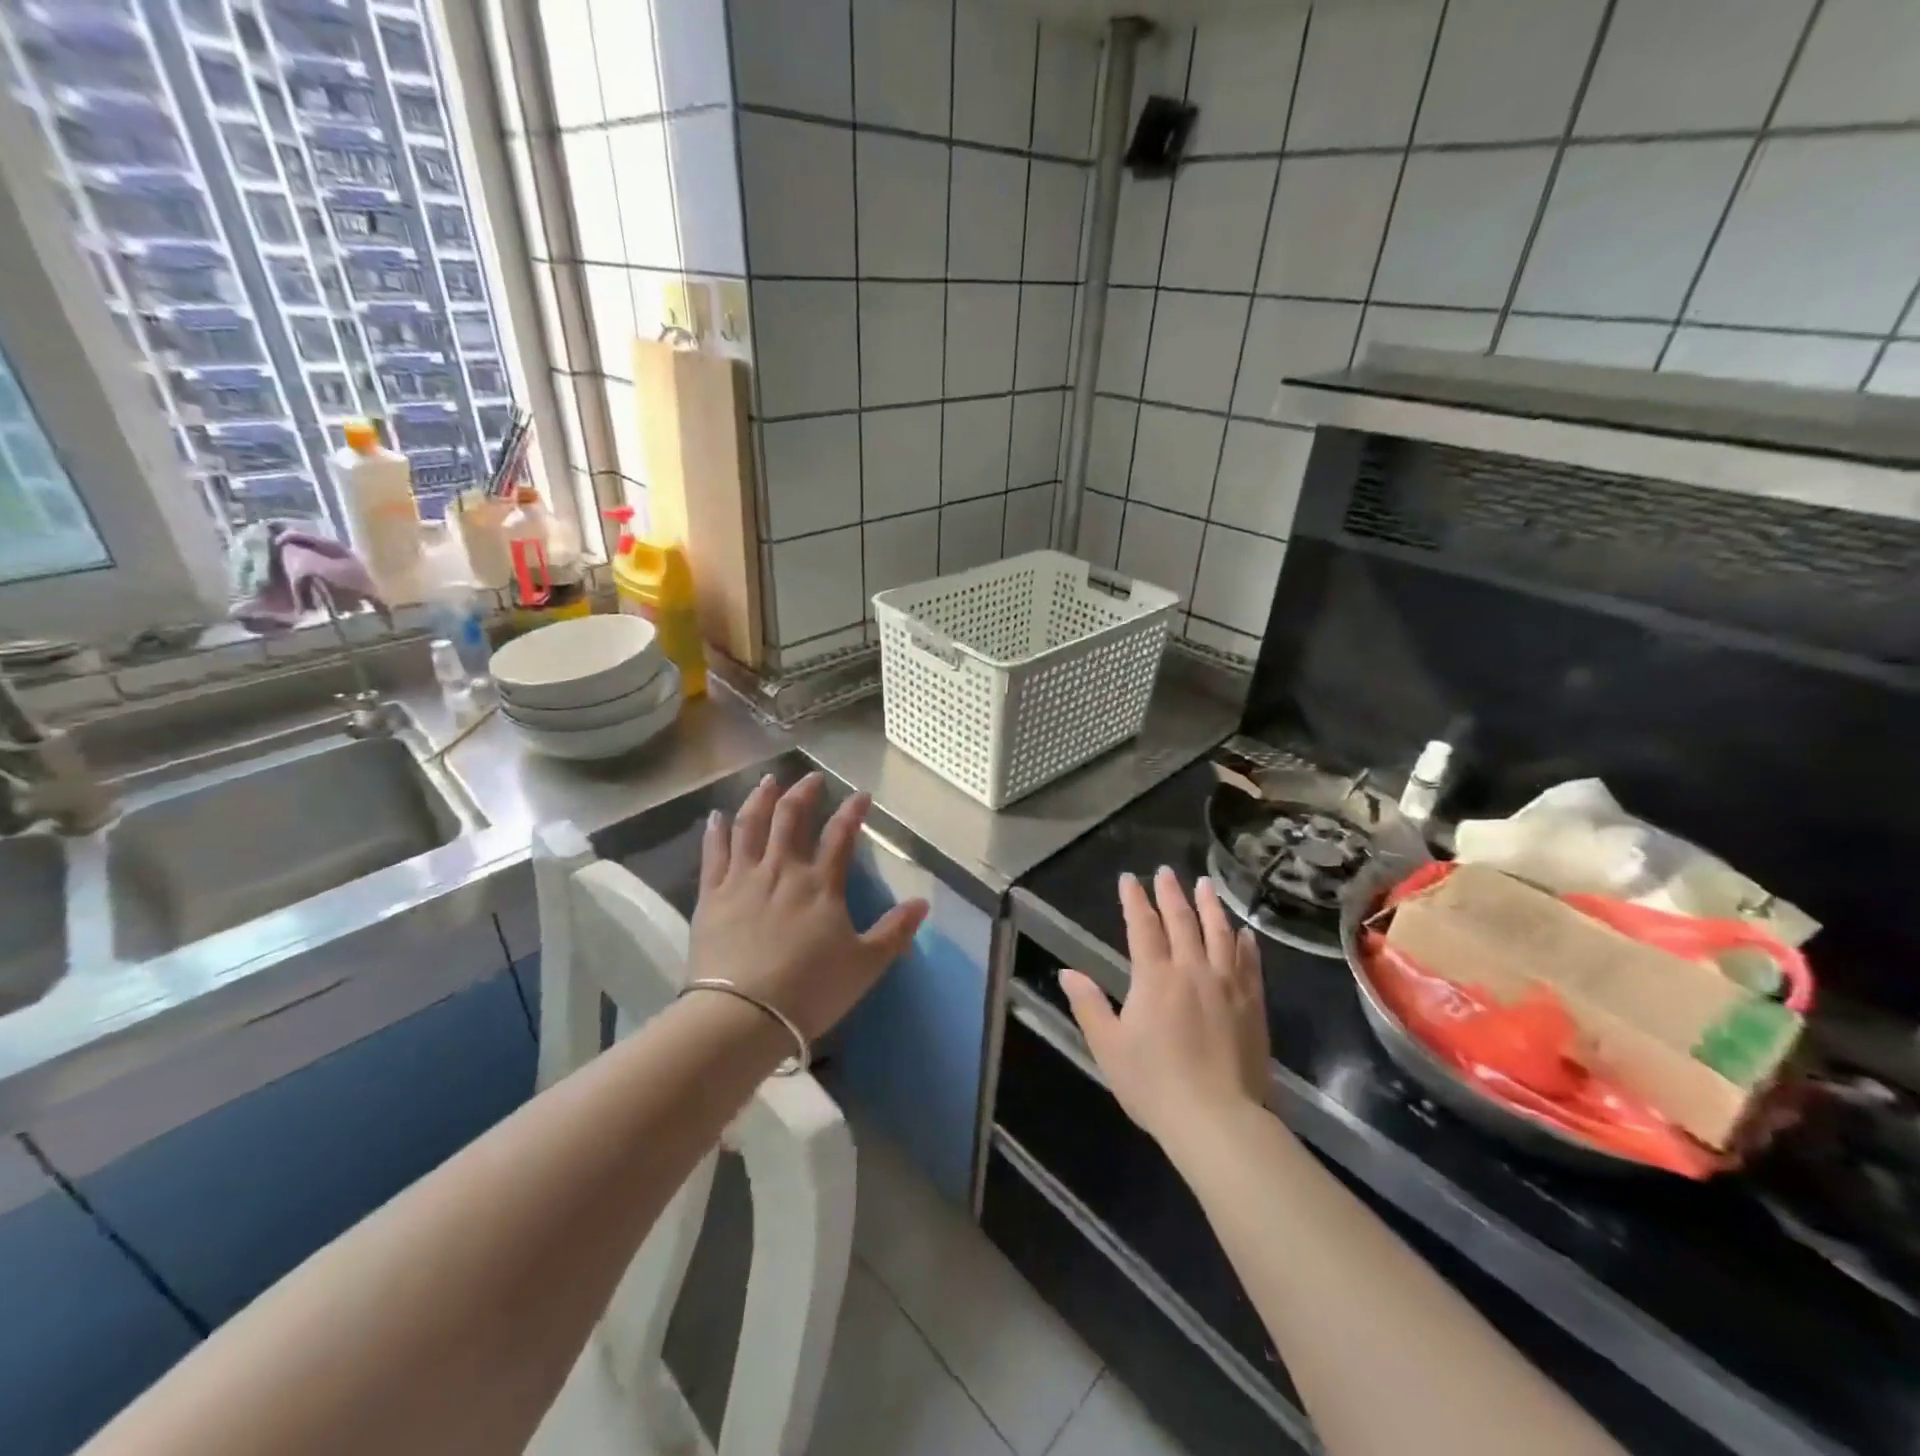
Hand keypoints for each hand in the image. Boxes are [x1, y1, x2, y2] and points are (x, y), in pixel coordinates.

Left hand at [691, 772, 927, 1040]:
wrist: (742, 1015)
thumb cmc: (809, 990)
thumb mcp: (865, 965)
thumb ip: (895, 931)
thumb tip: (923, 903)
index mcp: (821, 884)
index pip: (841, 835)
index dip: (853, 811)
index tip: (862, 794)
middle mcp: (782, 870)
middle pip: (792, 818)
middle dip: (804, 793)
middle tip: (811, 778)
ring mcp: (743, 879)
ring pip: (751, 825)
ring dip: (760, 799)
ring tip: (768, 781)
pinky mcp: (711, 895)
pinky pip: (713, 852)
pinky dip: (716, 830)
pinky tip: (716, 815)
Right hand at [1060, 869, 1270, 1148]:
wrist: (1218, 1121)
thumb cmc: (1154, 1084)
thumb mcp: (1108, 1046)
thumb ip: (1088, 1005)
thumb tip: (1067, 972)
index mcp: (1155, 977)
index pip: (1142, 926)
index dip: (1134, 900)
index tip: (1129, 879)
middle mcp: (1193, 970)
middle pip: (1182, 921)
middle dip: (1171, 893)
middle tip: (1166, 871)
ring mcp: (1227, 986)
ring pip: (1219, 934)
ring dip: (1210, 906)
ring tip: (1205, 885)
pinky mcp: (1253, 1006)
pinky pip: (1249, 963)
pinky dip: (1245, 943)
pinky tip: (1244, 933)